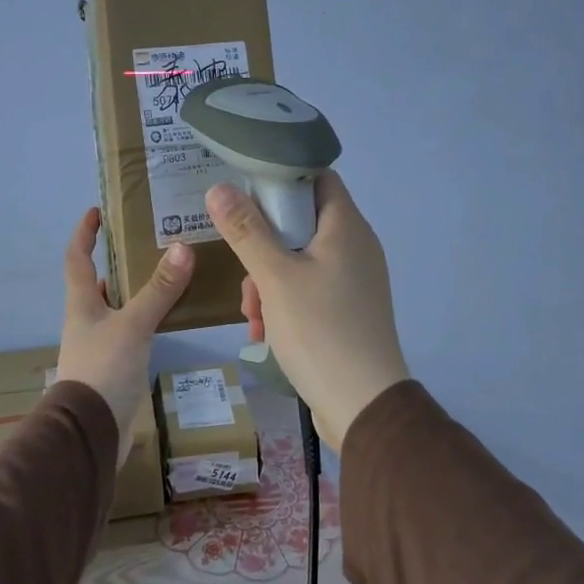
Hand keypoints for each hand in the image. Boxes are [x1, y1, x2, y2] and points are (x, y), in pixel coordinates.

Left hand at [54, 207, 193, 461]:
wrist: (89, 434)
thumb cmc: (102, 370)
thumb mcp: (133, 325)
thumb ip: (158, 290)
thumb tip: (182, 248)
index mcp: (81, 304)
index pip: (77, 258)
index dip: (84, 233)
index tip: (96, 212)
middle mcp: (86, 320)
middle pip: (97, 282)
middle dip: (116, 261)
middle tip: (147, 242)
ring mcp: (99, 345)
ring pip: (116, 307)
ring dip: (135, 290)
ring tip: (166, 274)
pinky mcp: (114, 366)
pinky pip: (131, 331)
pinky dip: (146, 318)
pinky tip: (168, 318)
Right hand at [205, 172, 409, 452]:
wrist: (363, 406)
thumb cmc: (320, 330)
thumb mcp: (274, 277)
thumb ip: (246, 231)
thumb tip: (219, 188)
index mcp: (346, 227)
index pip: (317, 177)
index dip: (281, 178)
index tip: (246, 194)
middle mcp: (356, 246)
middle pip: (302, 222)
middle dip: (264, 244)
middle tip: (244, 271)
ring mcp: (355, 280)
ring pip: (301, 260)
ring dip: (269, 280)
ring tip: (252, 314)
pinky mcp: (350, 310)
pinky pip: (311, 289)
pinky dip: (285, 302)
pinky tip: (265, 331)